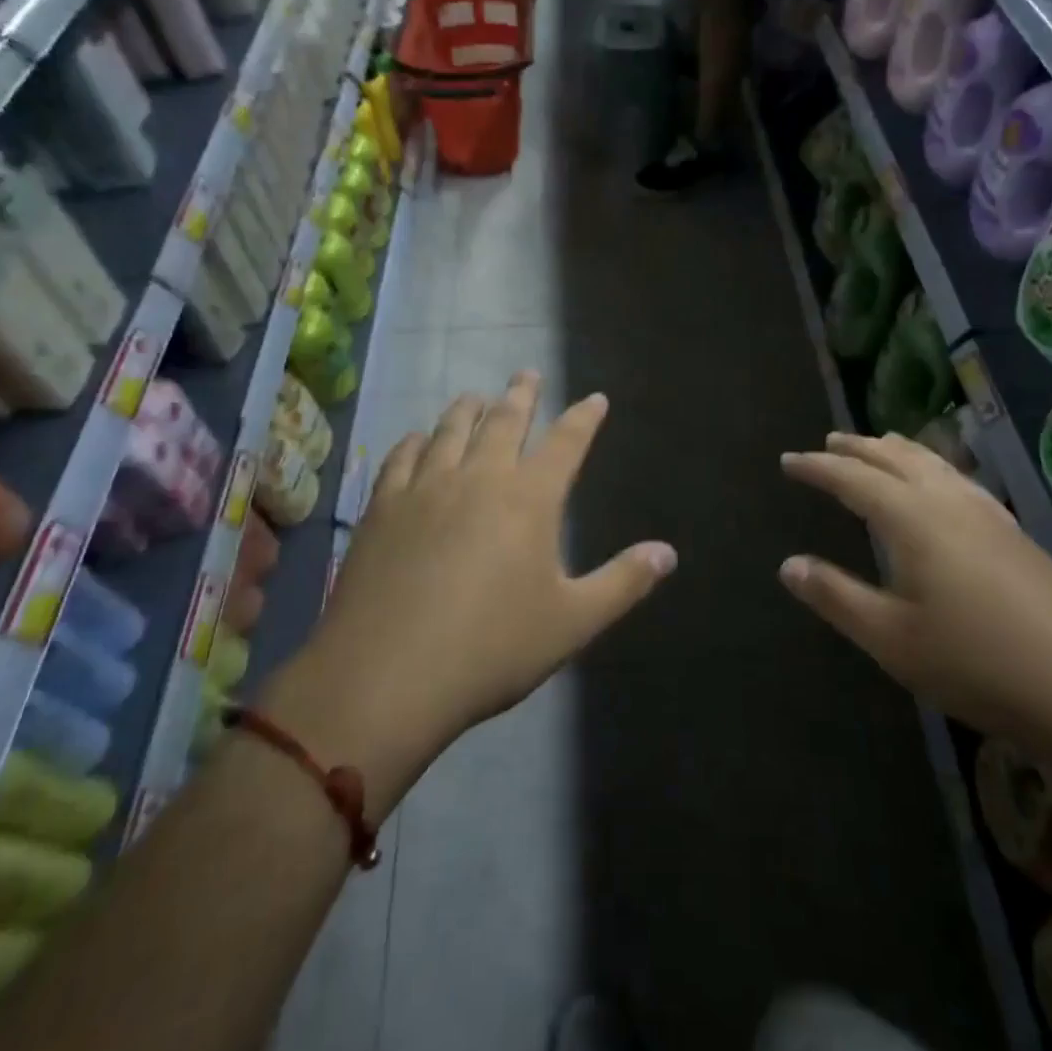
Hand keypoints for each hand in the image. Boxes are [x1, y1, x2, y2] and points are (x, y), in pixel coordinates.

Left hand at [273, 375, 676, 802]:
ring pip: (450, 430)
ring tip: (476, 397)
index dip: (584, 418)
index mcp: (529, 499)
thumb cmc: (491, 649)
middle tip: (527, 373)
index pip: (566, 443)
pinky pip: (402, 458)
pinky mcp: (382, 508)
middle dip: (521, 395)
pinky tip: (418, 440)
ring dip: (468, 409)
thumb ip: (623, 582)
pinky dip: (416, 441)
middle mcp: (478, 478)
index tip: (595, 398)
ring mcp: (424, 489)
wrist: (387, 677)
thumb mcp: (572, 622)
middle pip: (504, 421)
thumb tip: (668, 552)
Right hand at [778, 432, 1051, 752]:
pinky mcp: (1016, 534)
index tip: (788, 459)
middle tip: (829, 440)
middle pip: (896, 459)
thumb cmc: (978, 663)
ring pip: (935, 464)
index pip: (853, 478)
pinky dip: (934, 468)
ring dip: (899, 451)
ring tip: (880, 444)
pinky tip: (944, 486)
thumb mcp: (891, 638)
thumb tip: (788, 564)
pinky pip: (960, 480)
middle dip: (858, 448)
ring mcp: (990, 515)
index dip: (817, 467)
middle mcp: (949, 502)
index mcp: (913, 519)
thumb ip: (837, 596)